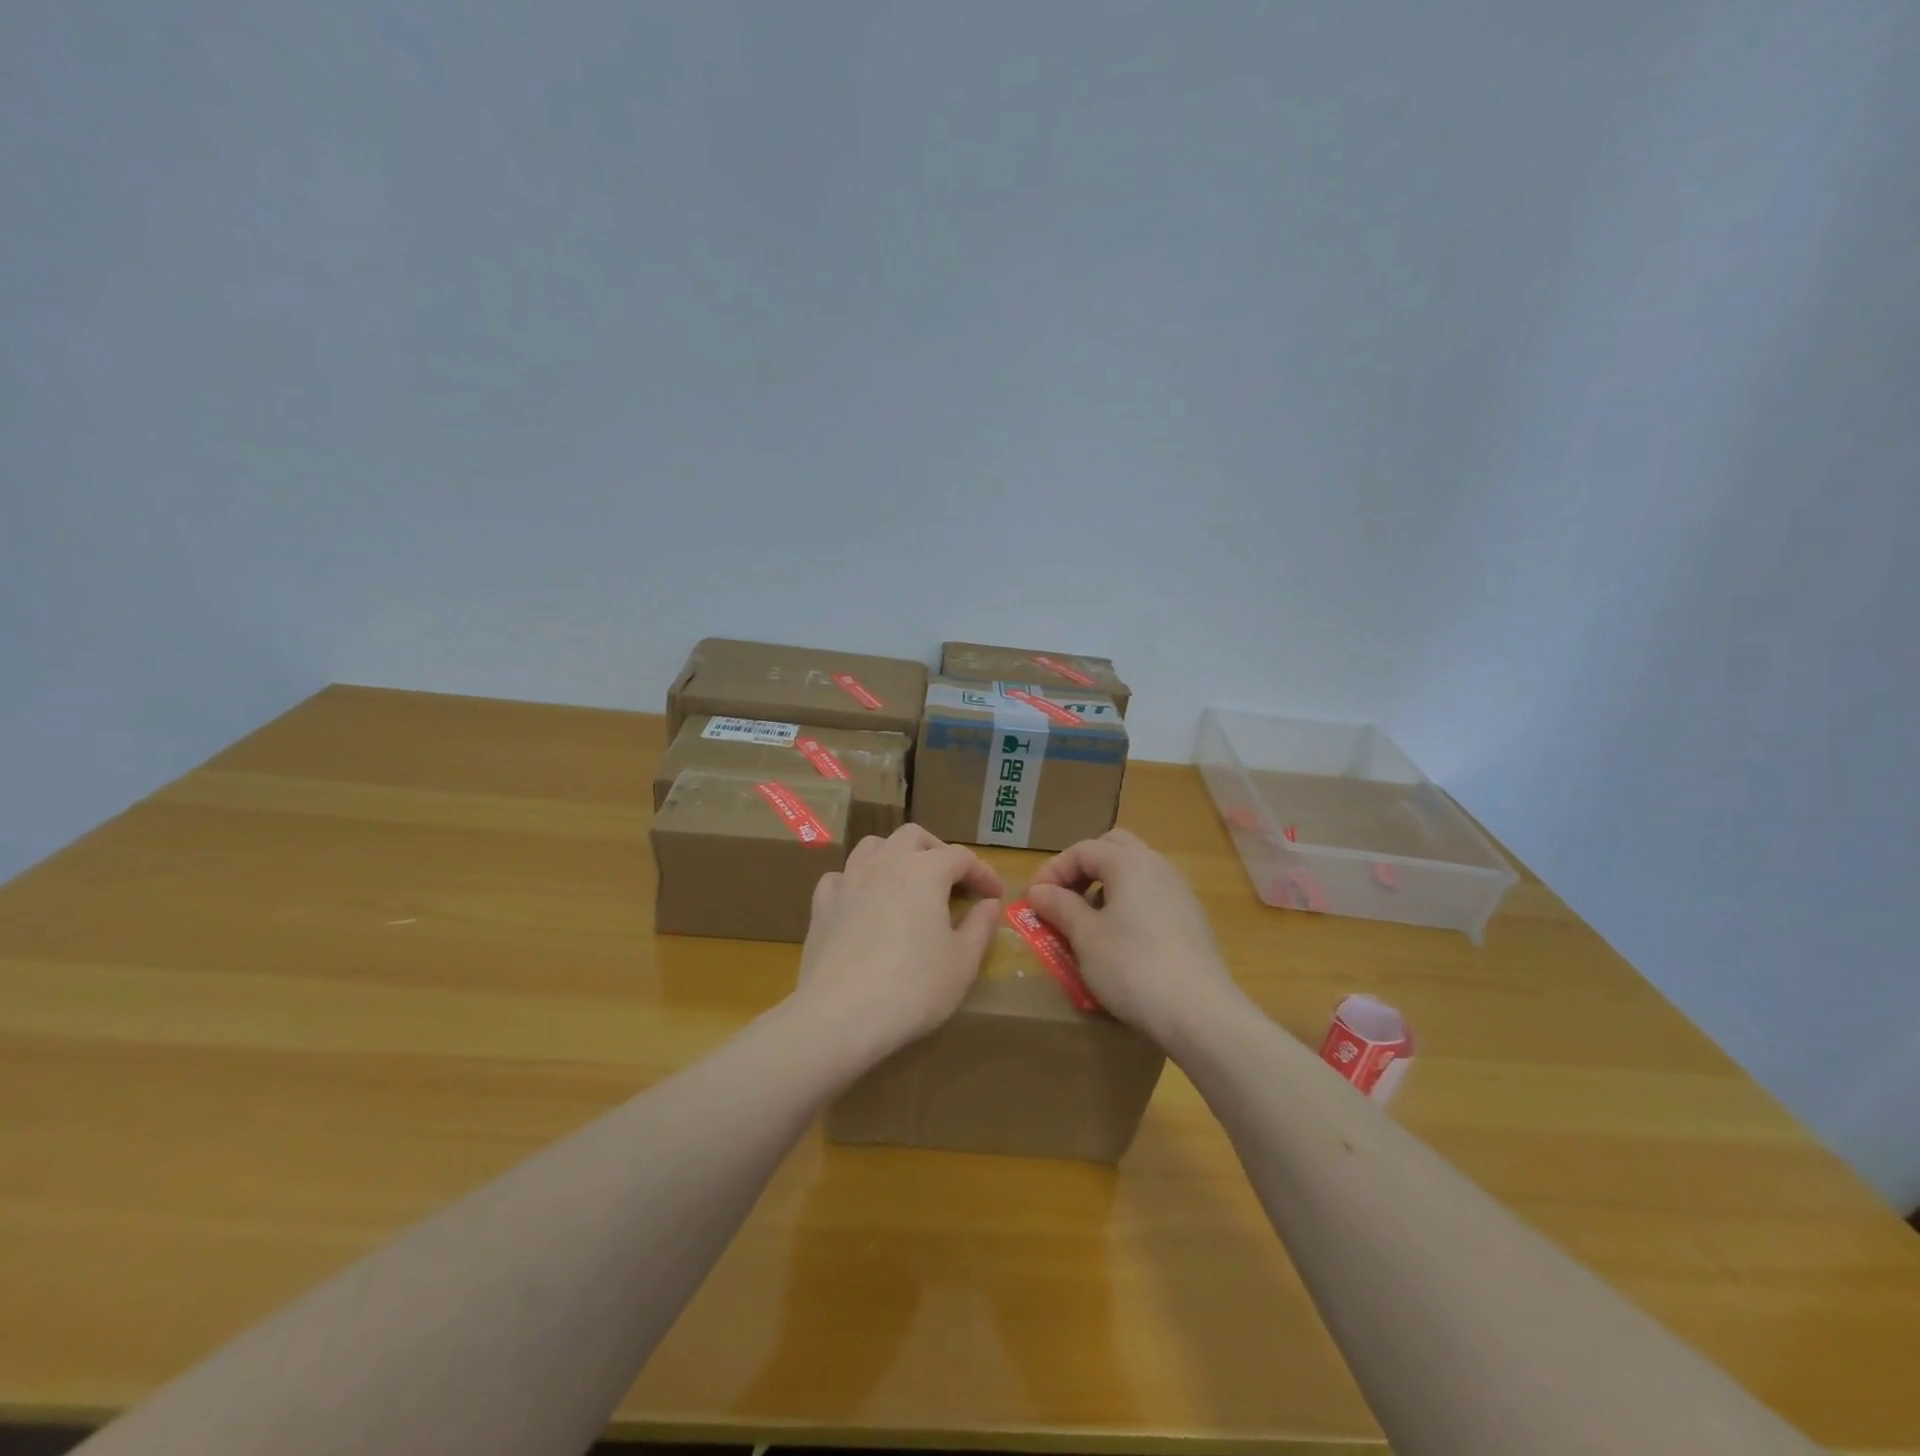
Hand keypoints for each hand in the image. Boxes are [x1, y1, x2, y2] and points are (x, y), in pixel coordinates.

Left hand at [794, 824, 1004, 1062]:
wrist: (840, 1015)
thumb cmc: (913, 988)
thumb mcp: (962, 963)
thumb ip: (980, 927)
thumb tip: (988, 904)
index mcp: (925, 871)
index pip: (960, 857)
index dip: (982, 873)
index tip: (994, 895)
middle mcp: (885, 864)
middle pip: (914, 837)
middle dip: (938, 852)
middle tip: (953, 881)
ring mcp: (848, 881)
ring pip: (873, 846)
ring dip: (895, 856)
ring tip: (907, 881)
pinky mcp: (822, 905)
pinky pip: (840, 877)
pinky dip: (856, 882)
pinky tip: (863, 902)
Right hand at [1025, 828, 1241, 1049]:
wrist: (1199, 1013)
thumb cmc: (1132, 966)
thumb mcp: (1085, 936)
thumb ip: (1060, 906)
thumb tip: (1039, 890)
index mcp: (1130, 862)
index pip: (1082, 850)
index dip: (1052, 870)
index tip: (1031, 900)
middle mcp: (1158, 866)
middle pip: (1113, 848)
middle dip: (1082, 868)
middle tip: (1062, 898)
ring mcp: (1179, 893)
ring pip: (1135, 872)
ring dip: (1105, 886)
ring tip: (1086, 920)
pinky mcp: (1191, 920)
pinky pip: (1151, 896)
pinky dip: (1127, 905)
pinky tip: (1119, 940)